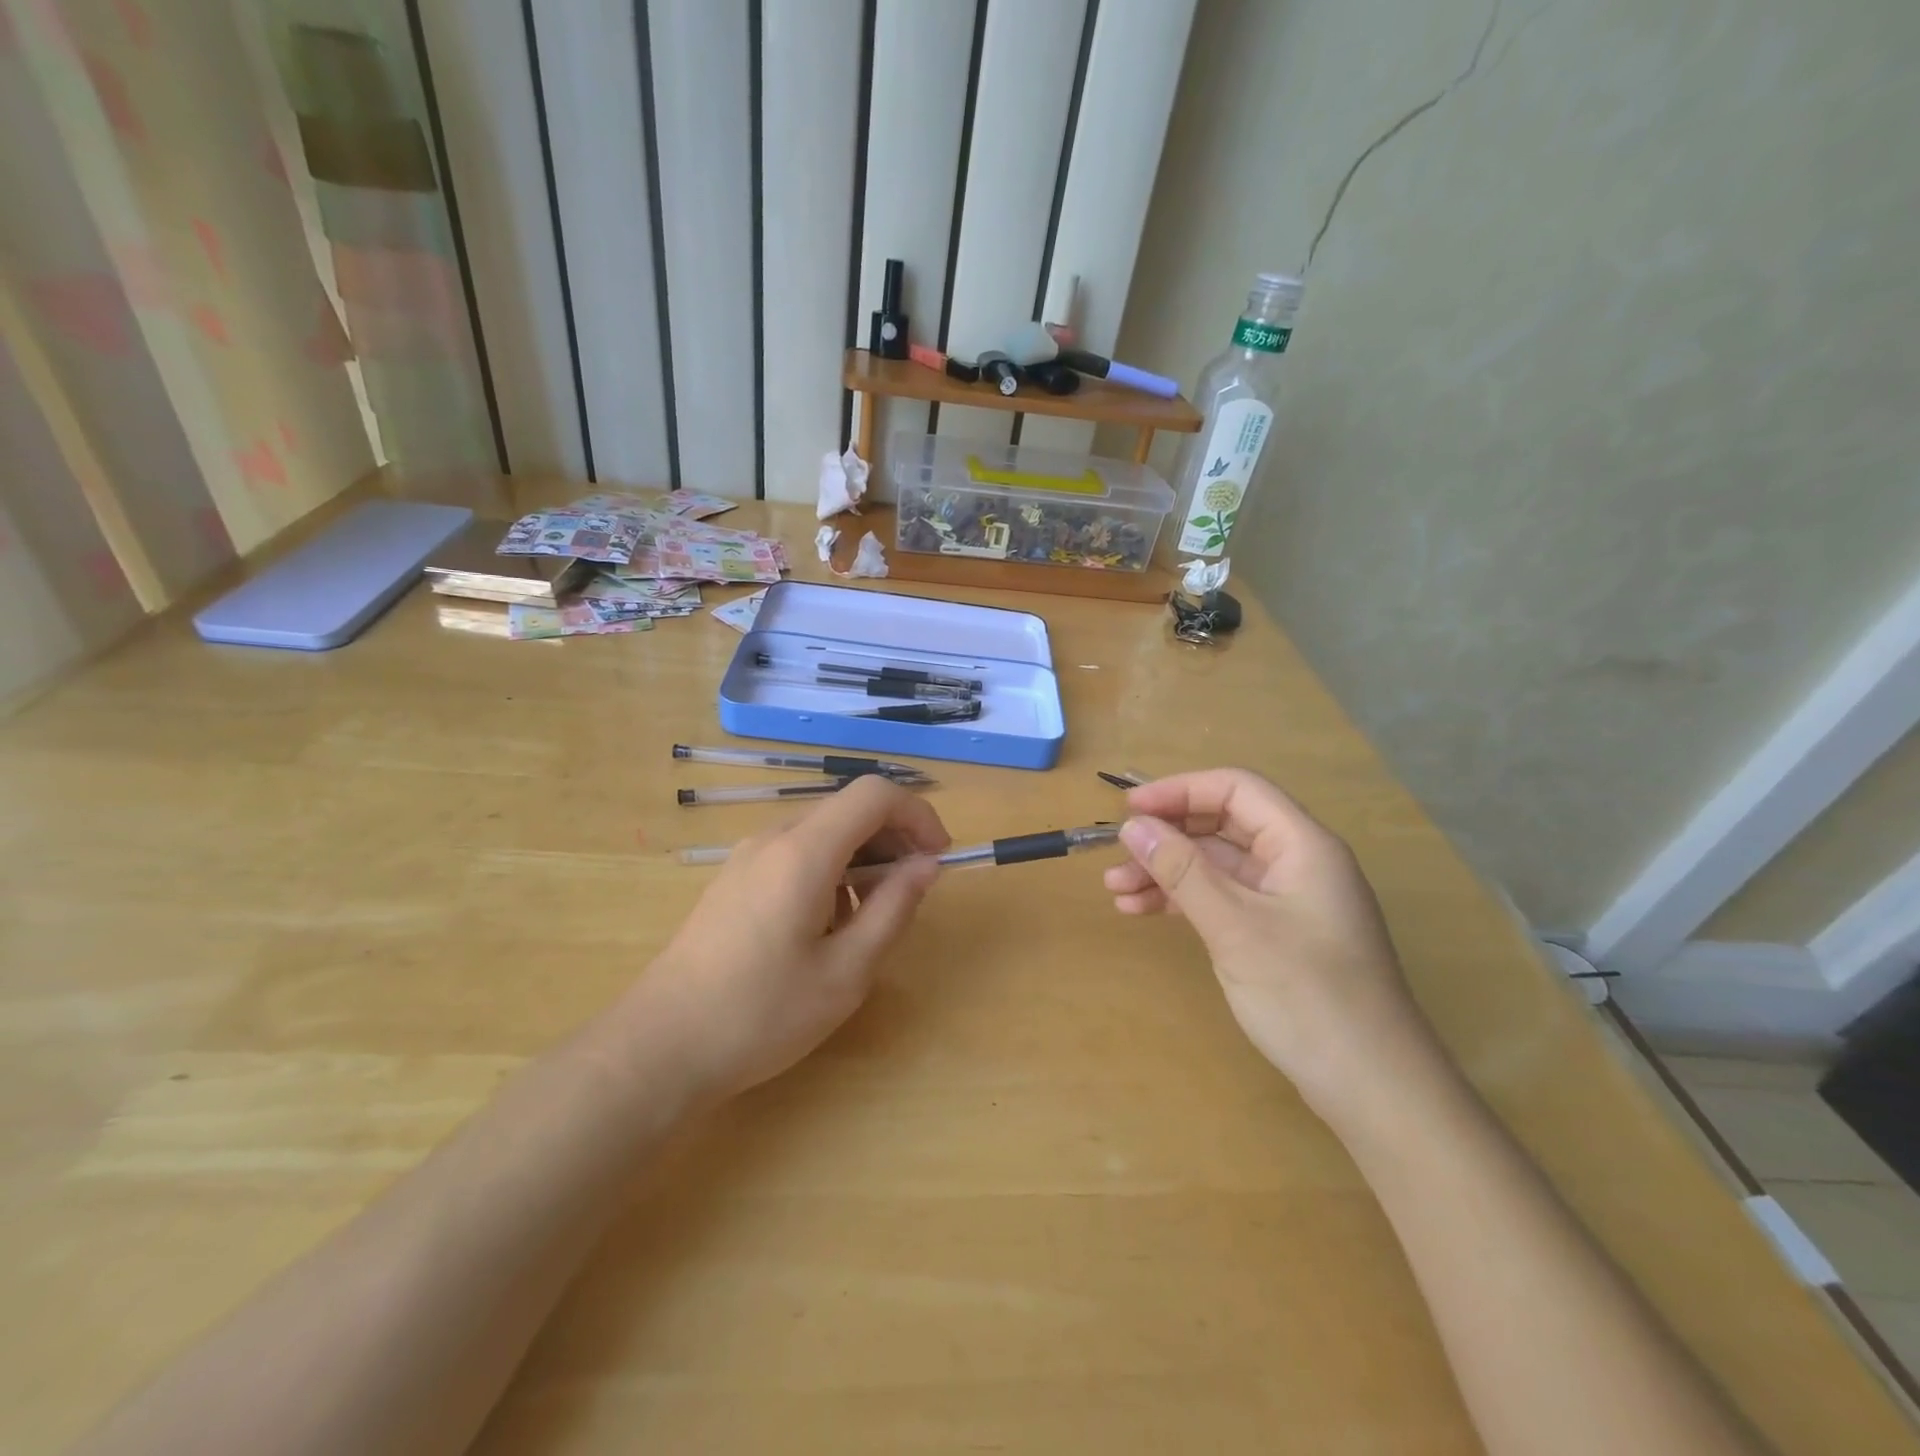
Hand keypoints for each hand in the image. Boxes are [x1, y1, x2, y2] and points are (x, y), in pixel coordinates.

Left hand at [637, 775, 949, 1100]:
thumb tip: (926, 866)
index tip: (938, 859)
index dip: (918, 815)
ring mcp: (747, 857)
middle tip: (913, 892)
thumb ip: (894, 909)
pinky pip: (796, 854)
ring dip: (862, 858)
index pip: (874, 794)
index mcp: (804, 852)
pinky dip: (830, 871)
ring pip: (823, 832)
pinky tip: (826, 926)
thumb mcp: (846, 972)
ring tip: (870, 918)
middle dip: (893, 839)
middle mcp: (774, 838)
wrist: (659, 1046)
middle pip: (849, 810)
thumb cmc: (761, 1013)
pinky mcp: (734, 880)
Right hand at [1104, 768, 1429, 1112]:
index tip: (1129, 811)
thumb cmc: (1308, 996)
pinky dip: (1183, 901)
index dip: (1180, 790)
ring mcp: (1285, 900)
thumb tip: (1134, 827)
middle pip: (1222, 826)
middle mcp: (1295, 862)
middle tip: (1117, 857)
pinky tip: (1144, 912)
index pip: (1236, 789)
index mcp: (1302, 845)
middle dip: (1167, 837)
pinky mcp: (1275, 934)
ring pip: (1216, 865)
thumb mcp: (1235, 927)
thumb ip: (1183, 871)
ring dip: (1167, 872)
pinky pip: (1221, 899)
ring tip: (1117, 892)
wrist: (1373, 1089)